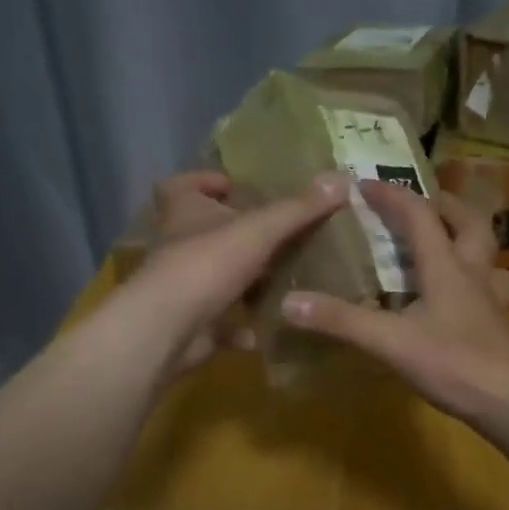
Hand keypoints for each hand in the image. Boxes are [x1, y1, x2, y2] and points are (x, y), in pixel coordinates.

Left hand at [121, 170, 347, 374]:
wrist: (166, 330)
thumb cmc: (206, 265)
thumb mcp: (259, 230)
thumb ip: (298, 208)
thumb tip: (341, 179)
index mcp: (183, 213)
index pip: (179, 185)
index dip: (203, 181)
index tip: (234, 187)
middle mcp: (178, 246)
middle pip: (201, 231)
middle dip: (235, 233)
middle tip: (276, 234)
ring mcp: (182, 288)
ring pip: (213, 277)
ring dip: (242, 279)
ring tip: (283, 277)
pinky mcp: (190, 324)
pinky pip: (220, 323)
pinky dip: (242, 326)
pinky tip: (270, 327)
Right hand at [280, 180, 508, 424]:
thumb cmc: (455, 364)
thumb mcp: (391, 342)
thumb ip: (342, 321)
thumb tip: (290, 302)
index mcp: (447, 265)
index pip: (420, 215)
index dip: (392, 196)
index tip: (364, 184)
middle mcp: (474, 272)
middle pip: (470, 223)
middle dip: (444, 205)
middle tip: (420, 203)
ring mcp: (492, 299)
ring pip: (488, 254)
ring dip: (468, 238)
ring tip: (445, 242)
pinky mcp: (499, 325)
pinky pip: (489, 286)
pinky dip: (473, 278)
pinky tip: (459, 297)